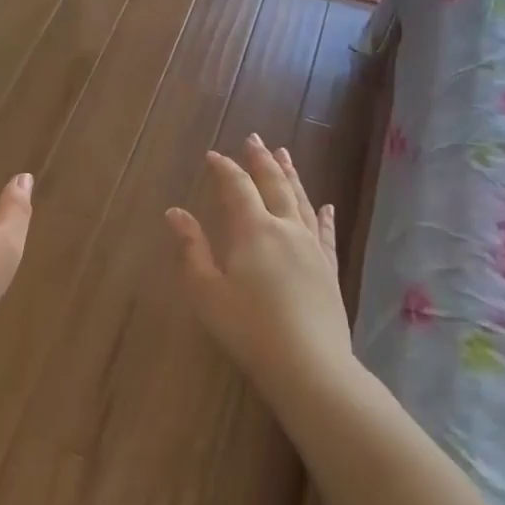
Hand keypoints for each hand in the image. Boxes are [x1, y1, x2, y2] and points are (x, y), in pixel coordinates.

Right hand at [165, 136, 351, 394]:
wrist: (309, 365)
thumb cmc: (248, 328)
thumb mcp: (206, 291)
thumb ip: (191, 248)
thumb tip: (175, 212)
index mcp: (252, 230)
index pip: (236, 187)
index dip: (224, 168)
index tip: (213, 155)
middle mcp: (285, 228)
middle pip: (274, 184)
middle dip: (261, 160)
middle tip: (254, 138)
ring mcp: (312, 247)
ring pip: (301, 201)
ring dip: (291, 175)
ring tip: (285, 155)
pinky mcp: (329, 268)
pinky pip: (326, 232)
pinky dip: (323, 215)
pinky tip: (326, 205)